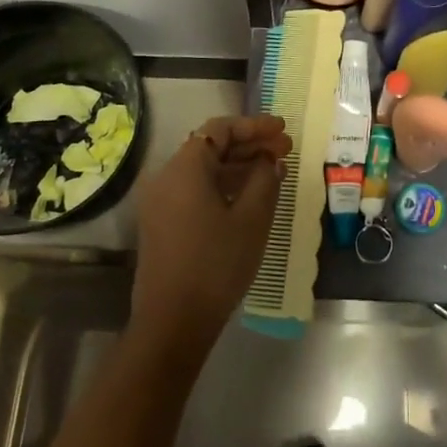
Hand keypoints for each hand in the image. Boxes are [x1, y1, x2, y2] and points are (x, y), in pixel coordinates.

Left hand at [129, 114, 290, 360]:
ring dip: (238, 165)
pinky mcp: (162, 223)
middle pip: (210, 146)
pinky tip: (249, 195)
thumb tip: (270, 160)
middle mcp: (167, 177)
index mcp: (185, 168)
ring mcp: (160, 201)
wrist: (173, 321)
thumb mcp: (252, 219)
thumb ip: (265, 180)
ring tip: (274, 170)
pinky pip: (195, 189)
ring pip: (203, 169)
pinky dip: (223, 184)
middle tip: (285, 149)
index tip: (283, 130)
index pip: (220, 129)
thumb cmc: (216, 264)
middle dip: (249, 144)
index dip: (254, 126)